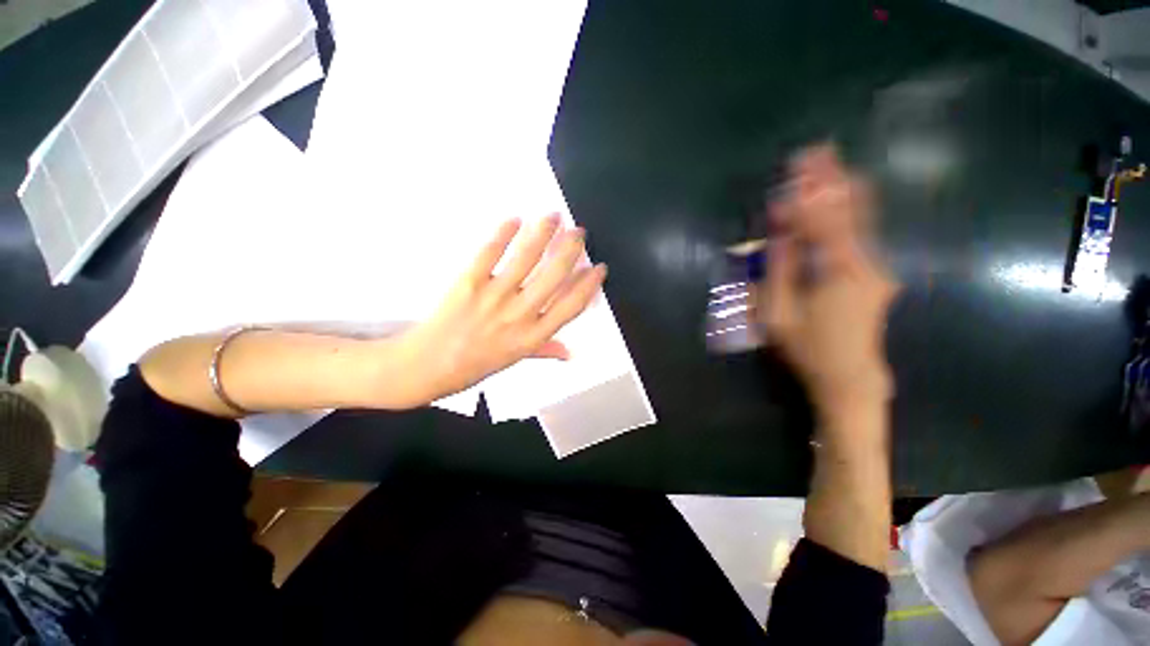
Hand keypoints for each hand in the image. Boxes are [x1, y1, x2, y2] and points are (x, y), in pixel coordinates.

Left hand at [377, 215, 606, 408]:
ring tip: (554, 216)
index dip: (589, 284)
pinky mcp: (467, 283)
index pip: (571, 306)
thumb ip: (544, 351)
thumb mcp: (513, 362)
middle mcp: (518, 316)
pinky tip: (515, 219)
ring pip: (526, 259)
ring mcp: (493, 298)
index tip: (598, 267)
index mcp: (532, 337)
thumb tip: (569, 353)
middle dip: (571, 249)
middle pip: (554, 276)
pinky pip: (489, 253)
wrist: (424, 367)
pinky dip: (503, 233)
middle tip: (579, 232)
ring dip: (543, 233)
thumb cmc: (471, 366)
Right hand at [761, 145, 898, 420]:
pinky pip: (859, 234)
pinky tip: (843, 194)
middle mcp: (865, 261)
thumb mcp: (779, 312)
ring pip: (859, 218)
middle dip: (830, 179)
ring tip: (829, 162)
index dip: (805, 194)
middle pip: (847, 210)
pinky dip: (846, 211)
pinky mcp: (875, 274)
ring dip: (841, 189)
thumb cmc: (807, 347)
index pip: (820, 220)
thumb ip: (780, 269)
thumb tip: (779, 233)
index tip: (794, 167)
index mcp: (838, 271)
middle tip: (818, 149)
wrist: (850, 376)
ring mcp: (875, 267)